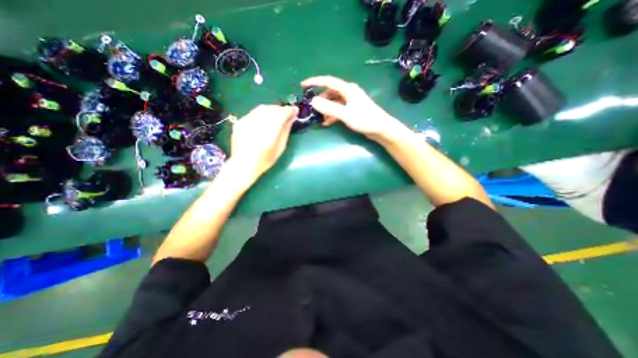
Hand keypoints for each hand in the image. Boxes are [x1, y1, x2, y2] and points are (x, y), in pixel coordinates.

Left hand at [229, 103, 298, 181]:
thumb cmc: (265, 161)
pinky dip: (262, 114)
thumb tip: (292, 117)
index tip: (295, 110)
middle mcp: (256, 126)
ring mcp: (246, 123)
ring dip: (272, 110)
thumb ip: (285, 131)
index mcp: (268, 135)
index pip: (280, 115)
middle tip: (287, 114)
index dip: (289, 111)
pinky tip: (264, 121)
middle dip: (281, 109)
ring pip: (262, 108)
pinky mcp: (240, 122)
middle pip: (271, 109)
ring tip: (276, 116)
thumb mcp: (280, 148)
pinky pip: (254, 113)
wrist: (243, 164)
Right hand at [302, 76, 402, 141]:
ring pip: (333, 102)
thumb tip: (313, 101)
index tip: (303, 86)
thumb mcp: (345, 114)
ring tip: (319, 119)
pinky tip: (327, 123)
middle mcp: (348, 93)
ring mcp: (350, 102)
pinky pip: (338, 110)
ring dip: (326, 110)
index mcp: (347, 89)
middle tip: (311, 108)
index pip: (328, 81)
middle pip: (330, 93)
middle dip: (320, 100)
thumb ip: (329, 108)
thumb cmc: (365, 120)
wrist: (381, 129)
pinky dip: (332, 115)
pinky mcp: (352, 110)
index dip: (314, 82)